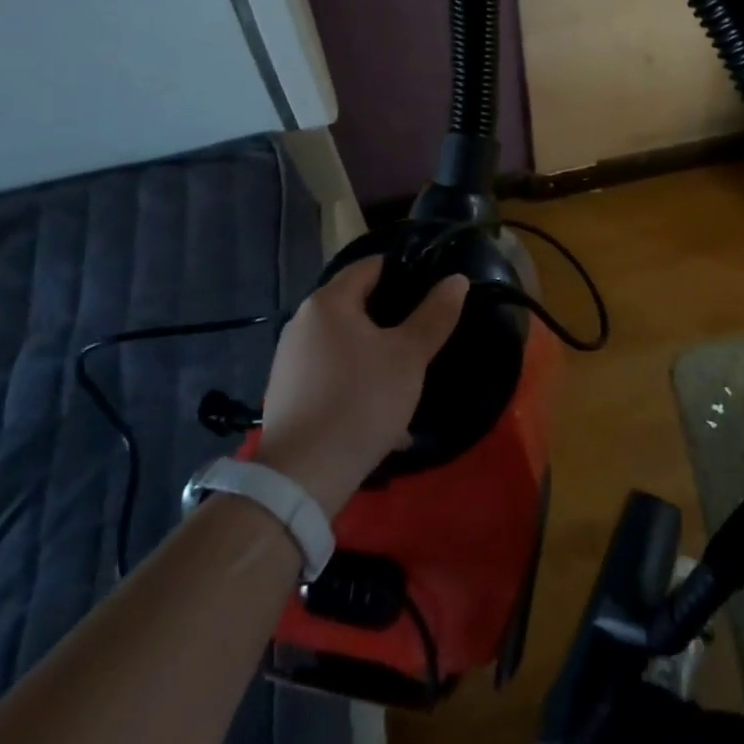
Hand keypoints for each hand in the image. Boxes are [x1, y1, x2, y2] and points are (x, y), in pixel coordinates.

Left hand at [253, 258, 466, 516]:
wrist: (302, 477)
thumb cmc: (361, 401)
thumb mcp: (409, 357)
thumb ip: (435, 315)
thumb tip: (457, 280)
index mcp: (328, 302)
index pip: (370, 266)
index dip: (404, 271)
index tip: (432, 290)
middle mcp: (302, 322)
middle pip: (357, 306)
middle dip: (392, 320)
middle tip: (425, 337)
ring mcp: (290, 360)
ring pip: (346, 345)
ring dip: (376, 356)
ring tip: (407, 381)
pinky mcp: (287, 394)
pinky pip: (332, 375)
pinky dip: (356, 383)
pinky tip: (380, 415)